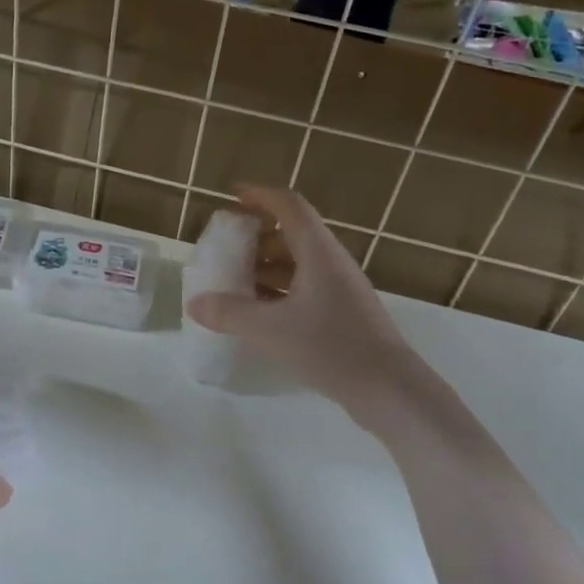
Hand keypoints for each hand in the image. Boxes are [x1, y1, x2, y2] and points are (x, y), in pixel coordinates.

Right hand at [184, 187, 423, 405]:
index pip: (288, 206)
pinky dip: (280, 288)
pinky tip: (261, 311)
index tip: (233, 195)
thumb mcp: (271, 330)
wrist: (389, 388)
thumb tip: (194, 303)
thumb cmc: (331, 347)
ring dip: (268, 265)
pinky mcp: (344, 311)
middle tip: (227, 248)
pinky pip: (306, 286)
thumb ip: (230, 313)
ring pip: (299, 261)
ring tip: (237, 282)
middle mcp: (332, 261)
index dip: (260, 195)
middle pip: (292, 232)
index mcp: (318, 251)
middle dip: (258, 236)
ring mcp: (341, 287)